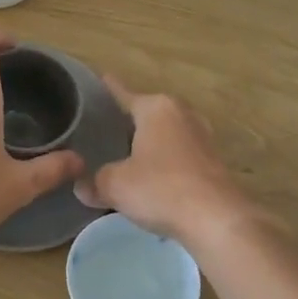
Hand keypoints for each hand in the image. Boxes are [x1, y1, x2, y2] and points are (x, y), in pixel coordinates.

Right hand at [75, 78, 255, 247]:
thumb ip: (95, 182)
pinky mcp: (214, 162)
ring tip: (127, 154)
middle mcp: (181, 114)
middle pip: (148, 112)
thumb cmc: (161, 189)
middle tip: (104, 129)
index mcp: (156, 108)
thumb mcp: (115, 185)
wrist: (217, 220)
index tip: (101, 78)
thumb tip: (81, 186)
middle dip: (129, 120)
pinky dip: (165, 162)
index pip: (124, 93)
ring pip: (166, 134)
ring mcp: (202, 137)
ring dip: (149, 143)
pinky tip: (152, 178)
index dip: (109, 89)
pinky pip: (180, 154)